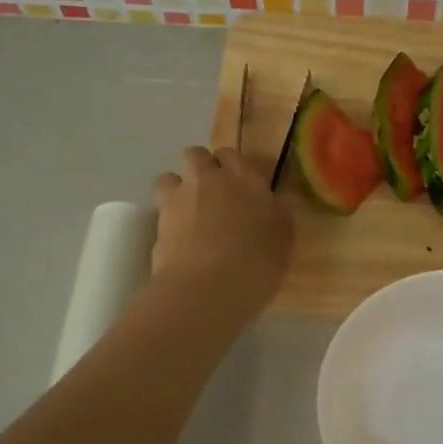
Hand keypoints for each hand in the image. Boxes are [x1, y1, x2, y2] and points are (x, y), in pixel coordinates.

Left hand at [152, 146, 291, 320]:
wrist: (207, 288)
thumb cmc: (257, 267)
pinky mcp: (159, 218)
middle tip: (213, 196)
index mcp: (248, 180)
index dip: (235, 169)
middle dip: (202, 169)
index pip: (236, 156)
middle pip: (199, 155)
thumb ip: (279, 217)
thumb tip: (276, 203)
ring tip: (187, 212)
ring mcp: (181, 196)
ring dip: (178, 187)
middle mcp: (212, 179)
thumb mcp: (283, 244)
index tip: (241, 188)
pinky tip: (177, 234)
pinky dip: (166, 213)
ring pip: (172, 175)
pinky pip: (160, 204)